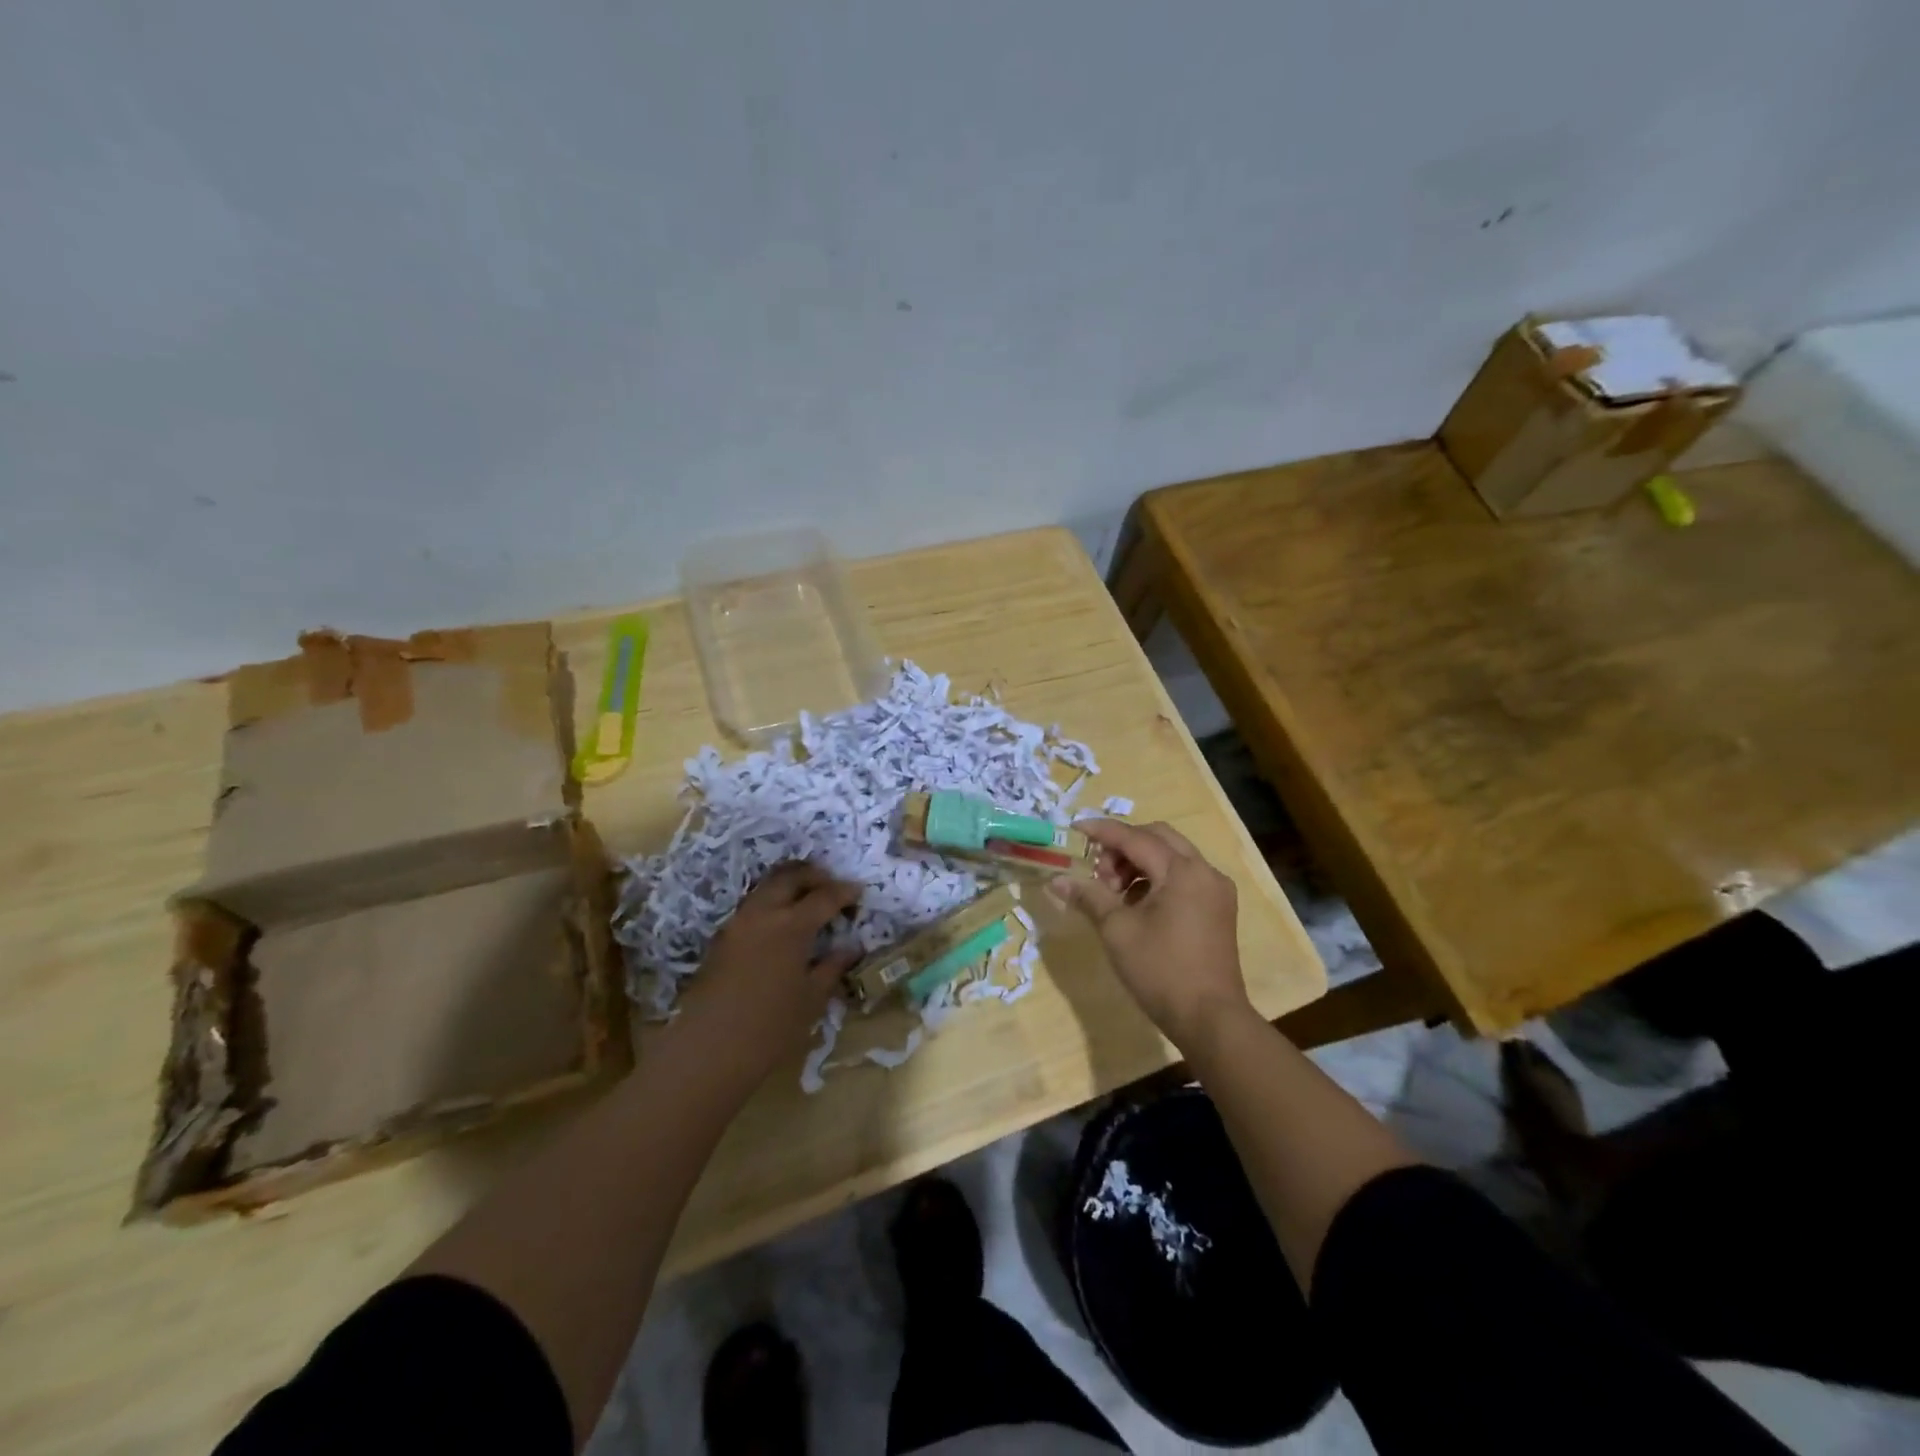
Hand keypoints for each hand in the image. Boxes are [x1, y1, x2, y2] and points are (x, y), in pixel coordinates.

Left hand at [673, 861, 861, 1086]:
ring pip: (767, 886)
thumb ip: (832, 967)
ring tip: (807, 902)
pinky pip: (752, 906)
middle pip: (790, 876)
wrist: (708, 1050)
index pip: (825, 896)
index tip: (859, 892)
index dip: (845, 891)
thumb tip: (850, 948)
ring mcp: (737, 923)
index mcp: (792, 925)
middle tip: (832, 887)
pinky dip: (771, 903)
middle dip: (814, 875)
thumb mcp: (812, 999)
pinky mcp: (721, 938)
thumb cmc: (770, 1028)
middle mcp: (763, 913)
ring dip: (789, 885)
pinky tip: (781, 925)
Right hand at [1050, 820, 1252, 1050]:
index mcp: (1182, 871)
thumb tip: (1057, 880)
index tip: (1075, 829)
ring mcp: (1216, 890)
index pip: (1135, 838)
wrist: (1210, 1019)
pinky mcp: (1218, 909)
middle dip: (1123, 846)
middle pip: (1158, 838)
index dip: (1102, 831)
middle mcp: (1205, 871)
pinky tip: (1137, 905)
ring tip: (1114, 892)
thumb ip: (1089, 897)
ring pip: (1172, 856)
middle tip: (1098, 870)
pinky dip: (1158, 879)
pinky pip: (1184, 877)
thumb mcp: (1117, 931)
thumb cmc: (1161, 970)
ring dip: (1140, 863)